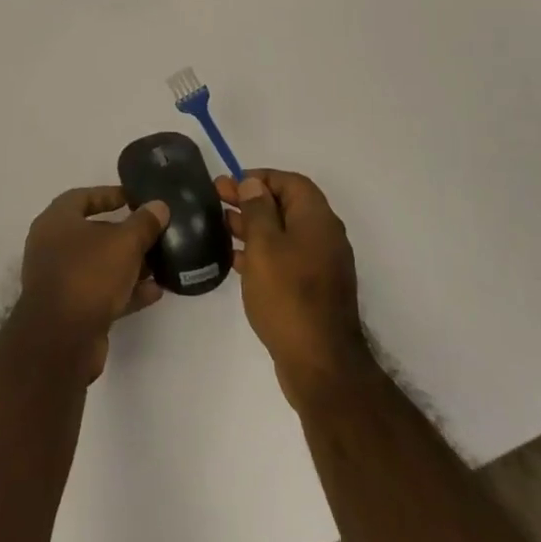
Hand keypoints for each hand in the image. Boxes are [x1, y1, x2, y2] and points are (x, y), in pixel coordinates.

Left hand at [18, 186, 169, 383]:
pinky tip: (155, 292)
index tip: (136, 198)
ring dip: (129, 264)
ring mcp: (61, 281)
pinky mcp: (71, 310)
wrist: (61, 341)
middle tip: (154, 231)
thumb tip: (158, 206)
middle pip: (93, 233)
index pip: (82, 197)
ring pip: (100, 265)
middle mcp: (52, 248)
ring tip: (161, 263)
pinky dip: (126, 291)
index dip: (110, 194)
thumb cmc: (88, 275)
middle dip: (125, 233)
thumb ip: (144, 223)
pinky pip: (102, 293)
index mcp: (56, 222)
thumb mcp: (124, 243)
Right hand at [218, 170, 367, 406]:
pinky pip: (284, 258)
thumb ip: (257, 211)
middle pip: (286, 205)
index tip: (231, 183)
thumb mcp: (265, 246)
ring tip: (220, 224)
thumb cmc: (288, 296)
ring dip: (253, 225)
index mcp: (317, 219)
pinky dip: (261, 252)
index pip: (291, 182)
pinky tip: (235, 259)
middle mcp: (323, 236)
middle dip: (251, 199)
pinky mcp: (311, 289)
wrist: (320, 363)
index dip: (260, 178)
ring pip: (283, 233)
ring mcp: (319, 264)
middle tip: (217, 198)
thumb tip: (254, 184)